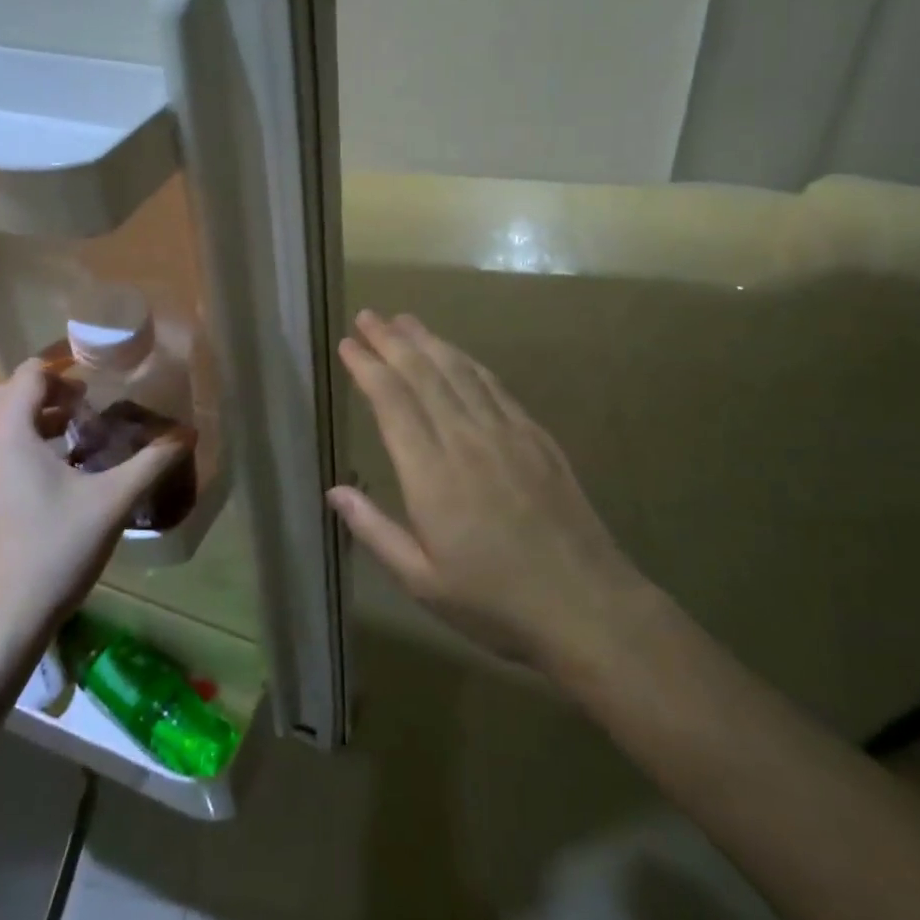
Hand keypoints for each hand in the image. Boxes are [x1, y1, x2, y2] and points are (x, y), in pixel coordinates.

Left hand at [0, 359, 189, 652]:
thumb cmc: (54, 551)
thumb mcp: (112, 502)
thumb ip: (152, 462)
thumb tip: (190, 432)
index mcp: (9, 435)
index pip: (28, 375)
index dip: (62, 369)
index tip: (97, 381)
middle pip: (3, 395)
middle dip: (42, 391)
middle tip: (83, 404)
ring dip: (29, 418)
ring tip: (72, 435)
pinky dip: (17, 445)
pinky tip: (54, 475)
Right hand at [328, 311, 650, 673]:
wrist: (584, 604)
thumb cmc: (494, 601)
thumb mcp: (422, 581)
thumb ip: (375, 531)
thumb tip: (335, 490)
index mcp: (431, 474)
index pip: (392, 402)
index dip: (367, 367)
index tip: (349, 343)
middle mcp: (465, 440)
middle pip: (423, 375)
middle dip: (391, 341)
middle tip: (369, 315)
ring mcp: (505, 433)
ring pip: (459, 371)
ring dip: (429, 341)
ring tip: (405, 320)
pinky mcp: (535, 436)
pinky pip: (494, 386)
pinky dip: (469, 362)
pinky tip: (457, 354)